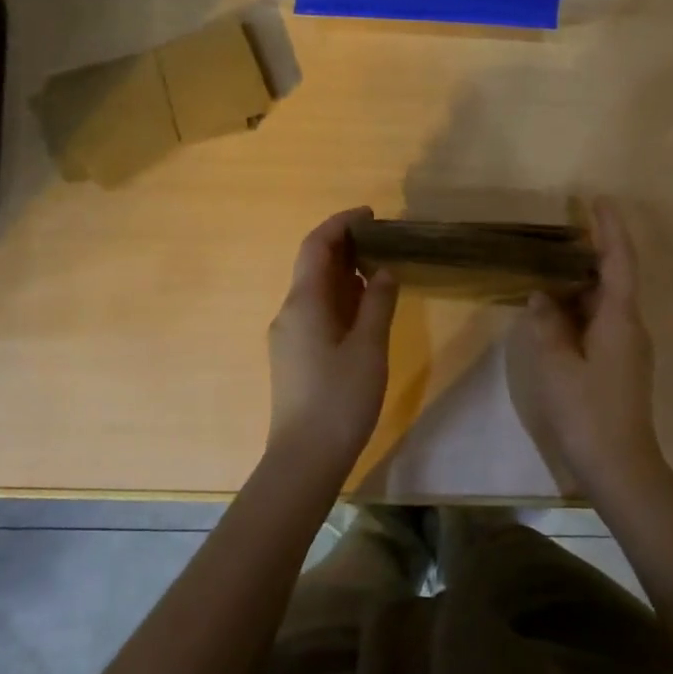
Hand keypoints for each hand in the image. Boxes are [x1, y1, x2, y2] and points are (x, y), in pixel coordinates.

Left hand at [266, 207, 399, 467]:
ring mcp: (289, 336)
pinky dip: (339, 299)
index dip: (341, 223)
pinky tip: (364, 308)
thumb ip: (378, 303)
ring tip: (380, 268)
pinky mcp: (294, 357)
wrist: (305, 458)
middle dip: (345, 246)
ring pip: (315, 291)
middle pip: (313, 265)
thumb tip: (384, 271)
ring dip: (343, 274)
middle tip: (383, 240)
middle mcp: (289, 312)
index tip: (372, 214)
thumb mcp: (369, 347)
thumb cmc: (340, 399)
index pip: (316, 246)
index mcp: (303, 303)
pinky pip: (316, 312)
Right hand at [506, 200, 663, 492]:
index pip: (619, 261)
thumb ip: (546, 325)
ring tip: (552, 266)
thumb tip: (541, 296)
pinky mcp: (619, 365)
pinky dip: (580, 308)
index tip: (598, 201)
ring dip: (583, 282)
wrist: (620, 466)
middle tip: (563, 232)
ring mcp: (627, 347)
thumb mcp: (556, 365)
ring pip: (606, 302)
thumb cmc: (587, 411)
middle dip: (593, 251)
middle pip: (615, 278)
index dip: (610, 229)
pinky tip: (556, 311)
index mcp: (620, 318)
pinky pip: (600, 322)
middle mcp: (630, 326)